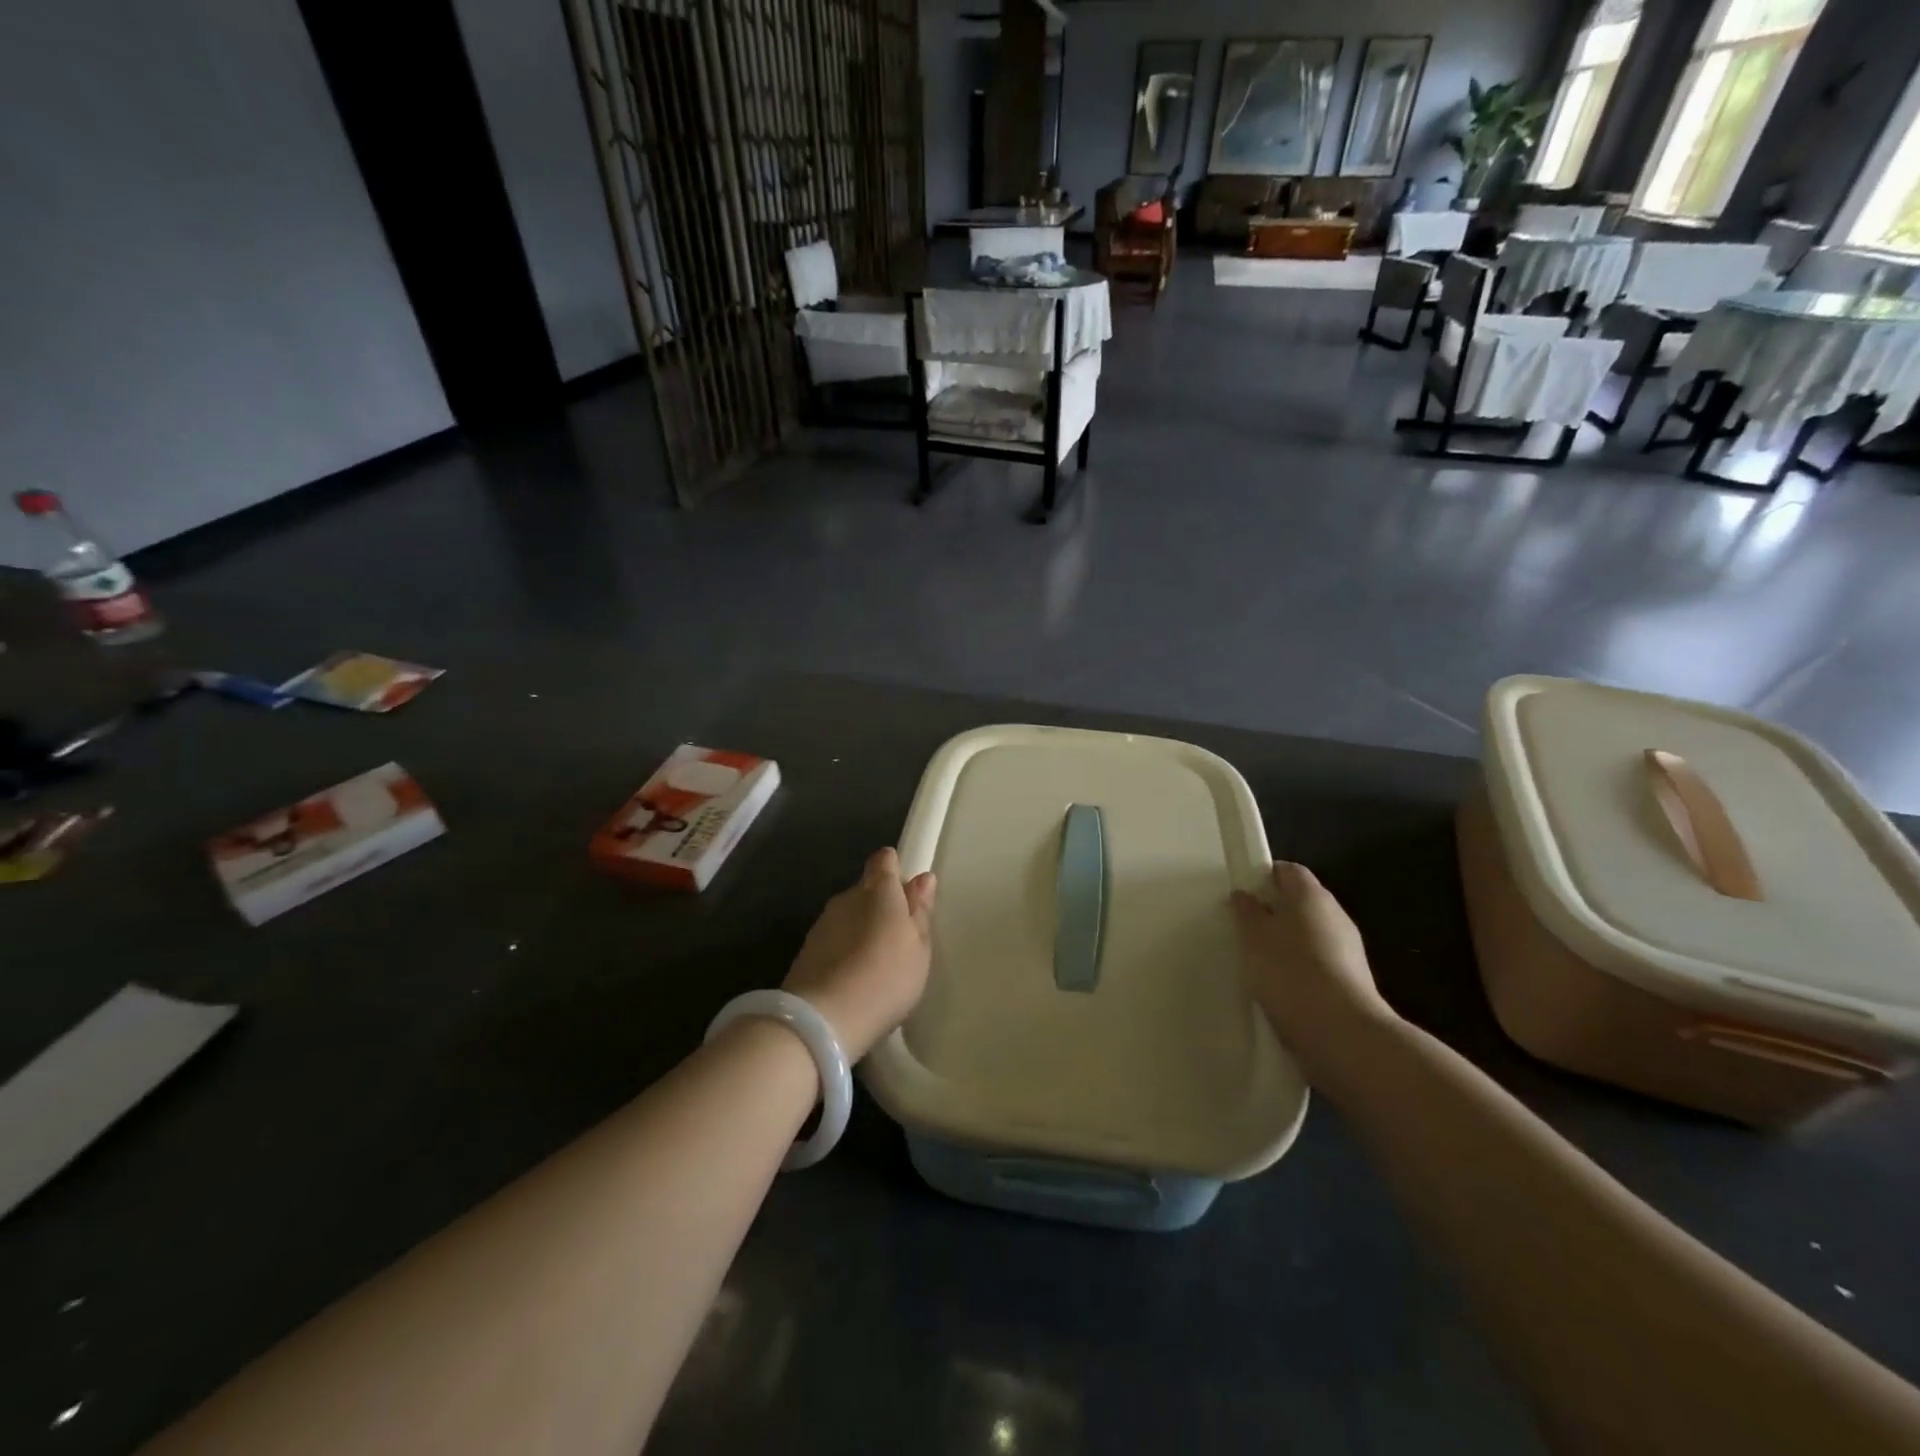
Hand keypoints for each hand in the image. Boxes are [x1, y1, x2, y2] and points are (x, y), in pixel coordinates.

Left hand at [783, 848, 936, 1061]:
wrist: (823, 1019)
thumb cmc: (886, 978)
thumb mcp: (919, 948)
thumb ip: (920, 911)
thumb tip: (923, 878)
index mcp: (879, 890)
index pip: (883, 861)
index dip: (894, 869)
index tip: (907, 893)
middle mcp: (847, 897)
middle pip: (866, 889)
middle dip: (880, 904)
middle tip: (898, 937)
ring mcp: (823, 923)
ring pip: (848, 915)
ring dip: (861, 929)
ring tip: (876, 963)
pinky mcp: (806, 949)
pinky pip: (834, 939)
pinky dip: (844, 950)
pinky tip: (853, 977)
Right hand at [1230, 863, 1394, 1078]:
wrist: (1342, 1033)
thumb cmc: (1290, 972)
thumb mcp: (1254, 937)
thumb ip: (1247, 912)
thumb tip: (1245, 895)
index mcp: (1312, 895)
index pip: (1288, 870)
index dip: (1263, 876)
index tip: (1241, 895)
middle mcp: (1335, 914)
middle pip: (1300, 902)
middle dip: (1273, 912)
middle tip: (1243, 929)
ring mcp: (1348, 949)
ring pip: (1309, 934)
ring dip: (1286, 943)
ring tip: (1257, 962)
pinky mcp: (1351, 980)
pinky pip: (1318, 962)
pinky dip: (1299, 968)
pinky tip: (1280, 987)